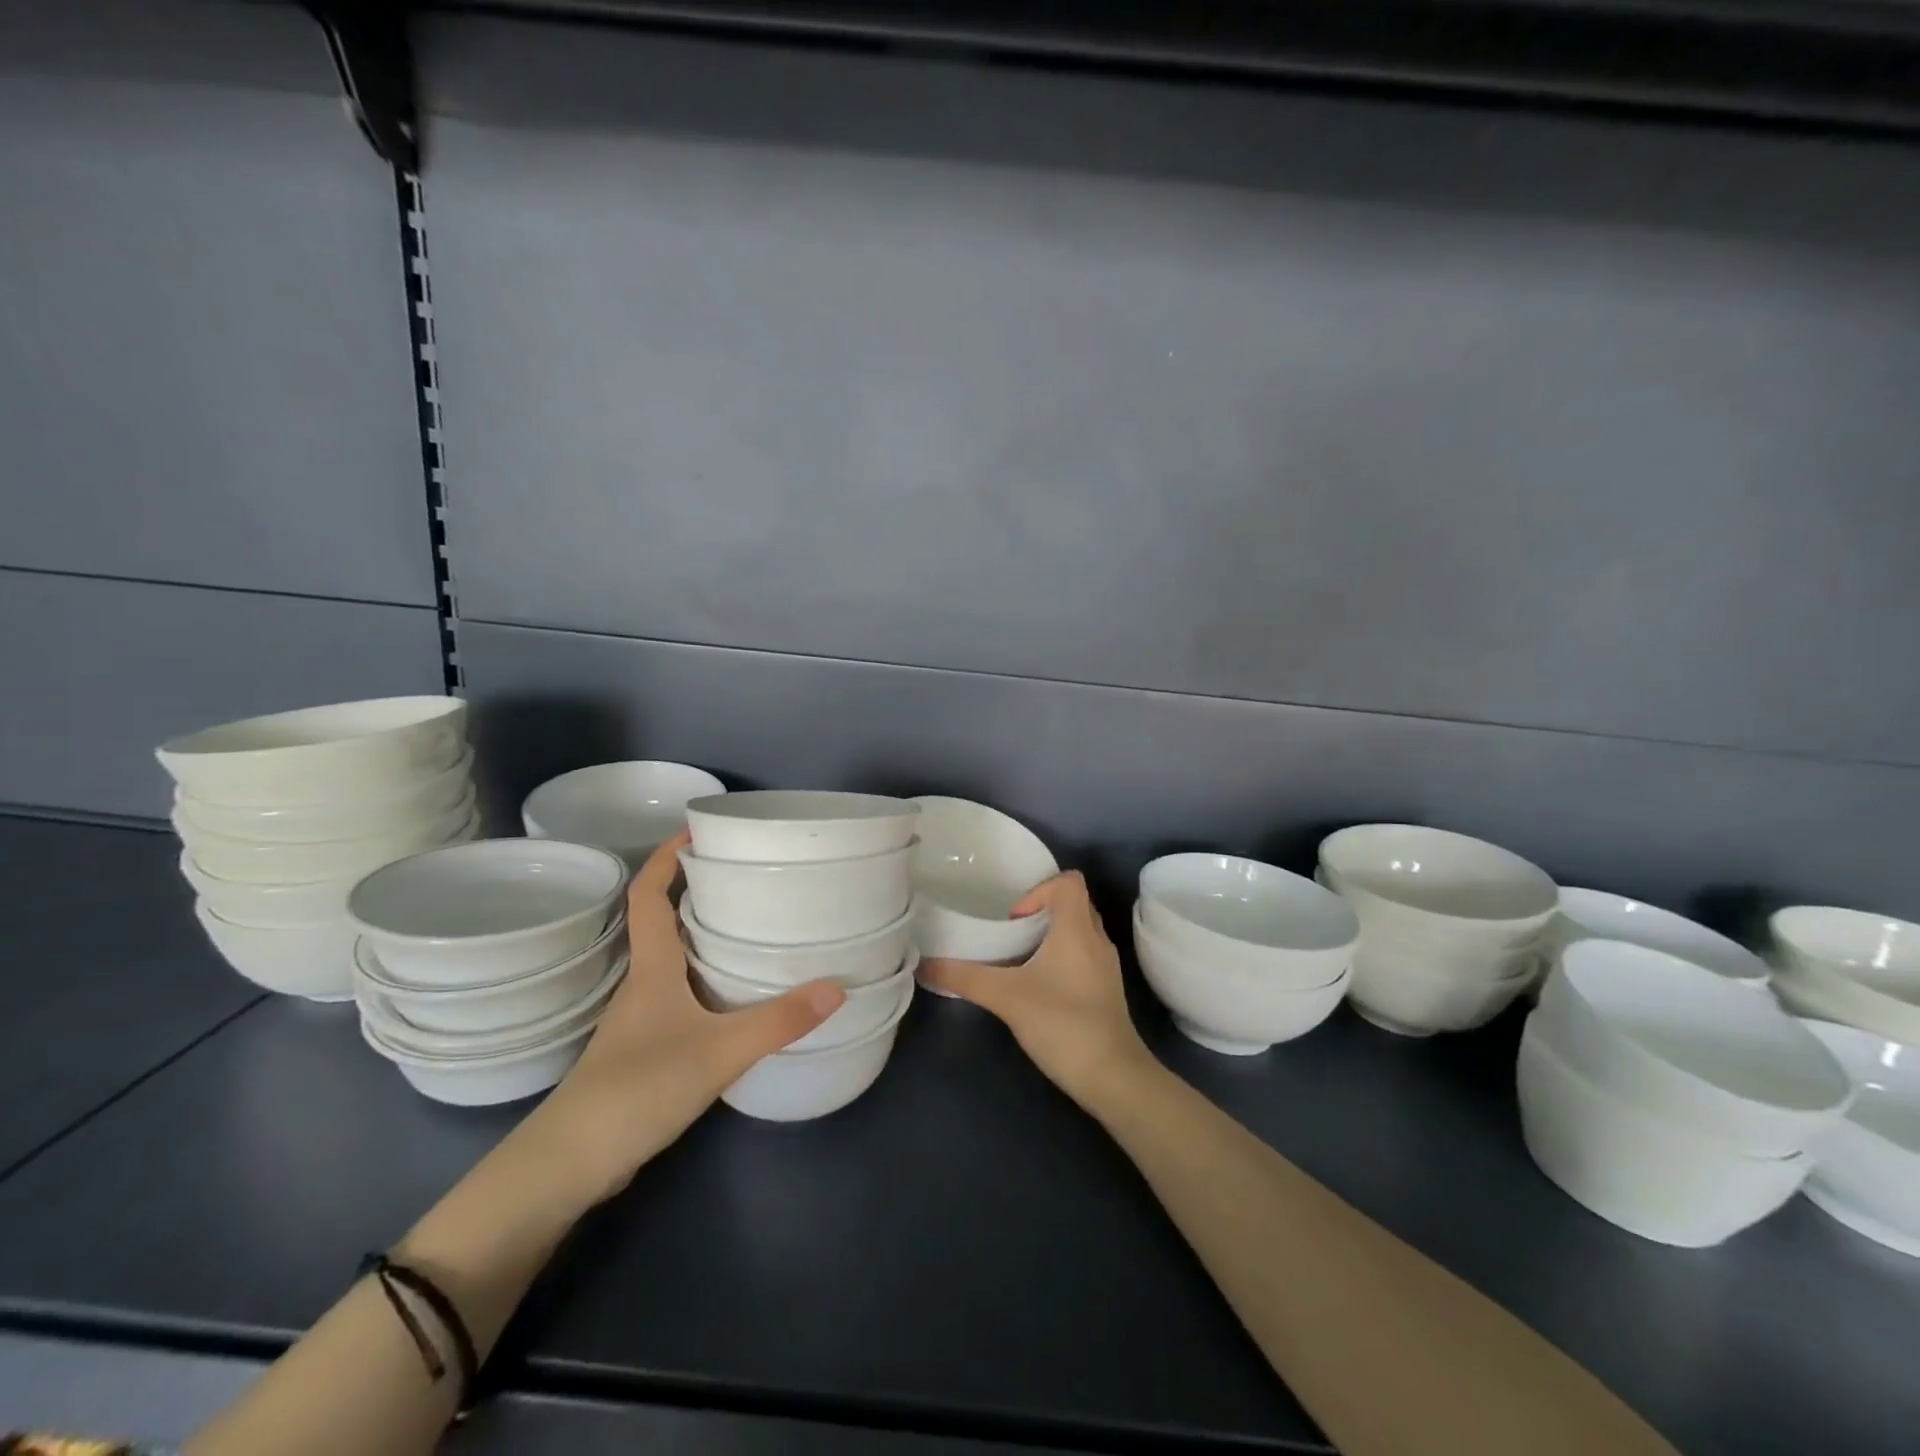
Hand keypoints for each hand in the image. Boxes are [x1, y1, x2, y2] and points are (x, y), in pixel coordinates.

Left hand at [524, 831, 844, 1204]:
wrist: (571, 1164)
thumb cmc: (638, 1089)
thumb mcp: (718, 1051)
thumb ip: (778, 1020)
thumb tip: (838, 987)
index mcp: (652, 968)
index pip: (648, 896)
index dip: (666, 858)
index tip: (695, 831)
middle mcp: (643, 983)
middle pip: (663, 921)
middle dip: (697, 891)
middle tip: (746, 876)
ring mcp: (641, 1019)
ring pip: (673, 960)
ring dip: (703, 935)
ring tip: (752, 925)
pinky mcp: (646, 1049)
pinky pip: (680, 995)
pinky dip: (705, 979)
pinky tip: (737, 994)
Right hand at [920, 871, 1152, 1107]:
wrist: (1113, 1077)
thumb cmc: (1062, 1024)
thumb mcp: (1006, 997)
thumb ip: (964, 978)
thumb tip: (924, 965)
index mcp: (1077, 929)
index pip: (1069, 881)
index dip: (1039, 890)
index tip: (1014, 920)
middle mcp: (1097, 939)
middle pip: (1073, 903)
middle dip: (1040, 912)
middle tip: (1011, 935)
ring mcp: (1106, 966)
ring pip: (1079, 931)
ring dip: (1050, 936)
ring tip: (1020, 960)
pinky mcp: (1106, 990)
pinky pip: (1084, 956)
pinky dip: (1062, 958)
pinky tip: (1038, 987)